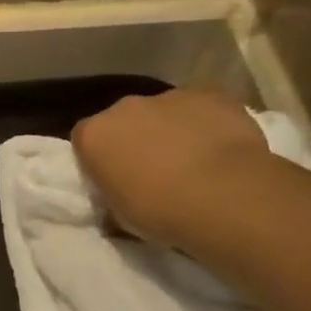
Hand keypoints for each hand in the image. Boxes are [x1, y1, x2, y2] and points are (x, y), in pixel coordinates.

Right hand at [72, 90, 269, 245]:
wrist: (225, 196)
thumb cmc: (162, 213)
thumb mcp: (121, 217)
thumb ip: (114, 195)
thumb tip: (120, 195)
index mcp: (94, 135)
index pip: (85, 140)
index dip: (99, 160)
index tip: (115, 180)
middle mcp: (125, 107)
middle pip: (123, 120)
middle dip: (135, 140)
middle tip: (155, 173)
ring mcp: (169, 96)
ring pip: (163, 112)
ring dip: (171, 131)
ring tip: (194, 164)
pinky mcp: (210, 94)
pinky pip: (201, 108)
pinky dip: (205, 124)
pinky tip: (221, 150)